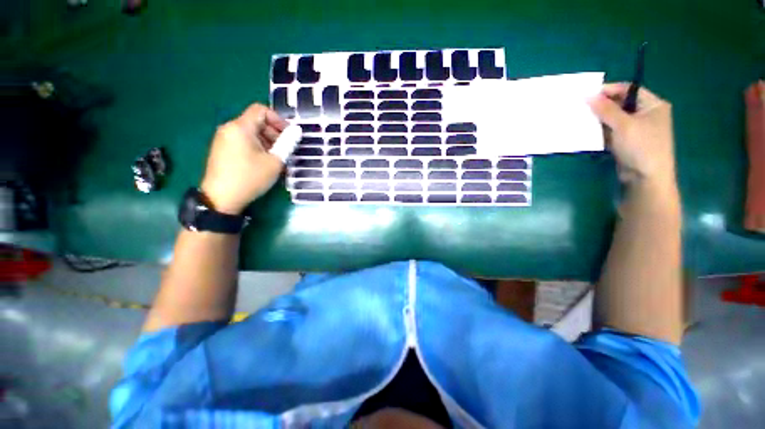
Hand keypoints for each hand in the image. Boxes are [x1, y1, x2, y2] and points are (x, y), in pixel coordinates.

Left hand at [200, 104, 288, 214]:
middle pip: (255, 121)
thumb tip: (296, 132)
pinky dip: (256, 147)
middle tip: (285, 150)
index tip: (289, 135)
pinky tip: (263, 163)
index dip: (278, 119)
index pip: (261, 110)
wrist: (221, 198)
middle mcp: (229, 129)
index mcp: (240, 127)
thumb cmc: (250, 177)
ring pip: (250, 133)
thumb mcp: (274, 162)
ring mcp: (223, 140)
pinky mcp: (221, 150)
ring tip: (276, 159)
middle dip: (274, 133)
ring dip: (267, 142)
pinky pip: (242, 142)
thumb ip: (287, 144)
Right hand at [589, 84, 676, 188]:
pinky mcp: (626, 142)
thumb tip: (588, 96)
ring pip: (614, 119)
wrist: (646, 178)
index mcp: (652, 105)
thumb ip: (606, 109)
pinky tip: (587, 132)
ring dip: (599, 120)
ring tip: (581, 119)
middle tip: (582, 108)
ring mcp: (636, 129)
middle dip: (601, 106)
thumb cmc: (641, 146)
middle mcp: (646, 114)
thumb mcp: (623, 125)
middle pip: (620, 104)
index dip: (609, 90)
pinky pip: (611, 131)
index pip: (628, 90)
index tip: (588, 95)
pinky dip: (600, 131)